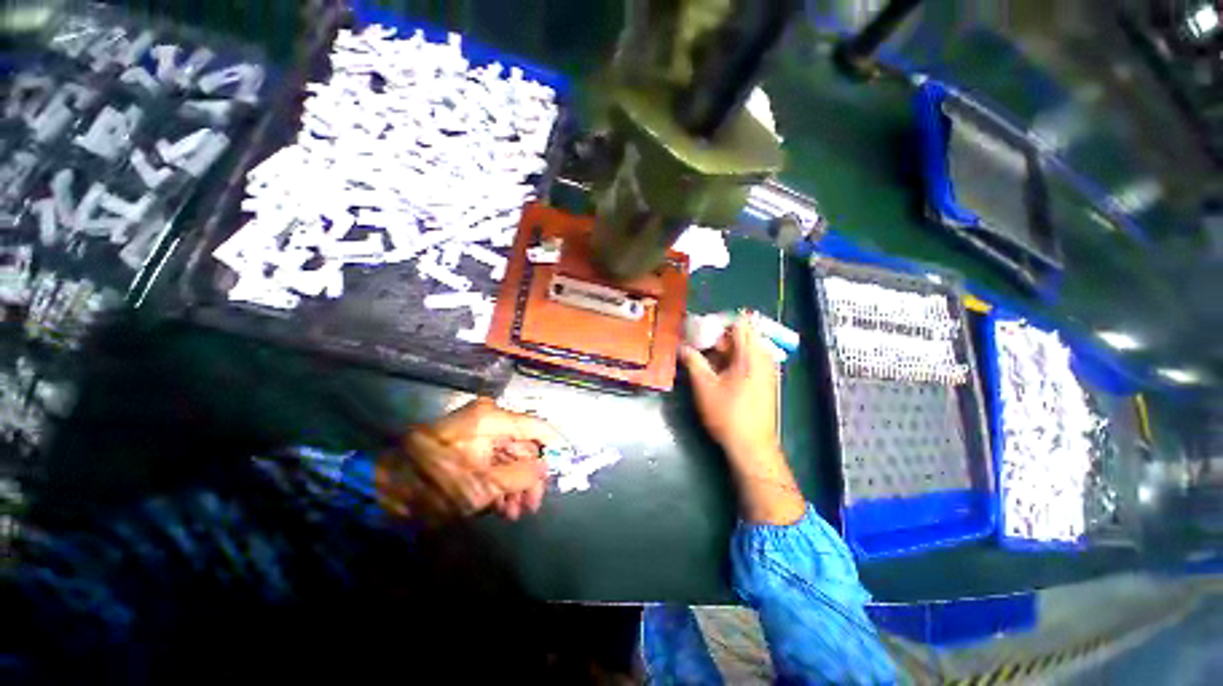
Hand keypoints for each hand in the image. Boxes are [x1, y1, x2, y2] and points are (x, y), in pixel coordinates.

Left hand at [377, 398, 565, 521]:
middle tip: (533, 506)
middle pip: (523, 445)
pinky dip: (500, 483)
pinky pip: (494, 461)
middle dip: (530, 477)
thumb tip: (546, 468)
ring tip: (515, 513)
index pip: (535, 426)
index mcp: (491, 419)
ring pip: (509, 457)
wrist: (380, 490)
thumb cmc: (431, 484)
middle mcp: (488, 420)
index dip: (555, 444)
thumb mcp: (481, 484)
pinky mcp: (468, 447)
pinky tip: (502, 507)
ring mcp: (477, 434)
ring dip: (516, 485)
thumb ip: (520, 475)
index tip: (569, 462)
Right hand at [680, 313, 804, 524]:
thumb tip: (680, 346)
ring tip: (704, 360)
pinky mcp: (765, 382)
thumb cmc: (727, 414)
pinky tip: (717, 373)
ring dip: (724, 351)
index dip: (719, 322)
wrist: (752, 446)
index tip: (700, 330)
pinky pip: (749, 361)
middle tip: (697, 347)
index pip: (740, 323)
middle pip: (742, 336)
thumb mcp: (704, 386)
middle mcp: (763, 358)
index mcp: (751, 355)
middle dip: (718, 338)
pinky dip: (732, 361)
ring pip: (744, 349)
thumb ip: (693, 361)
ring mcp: (767, 371)